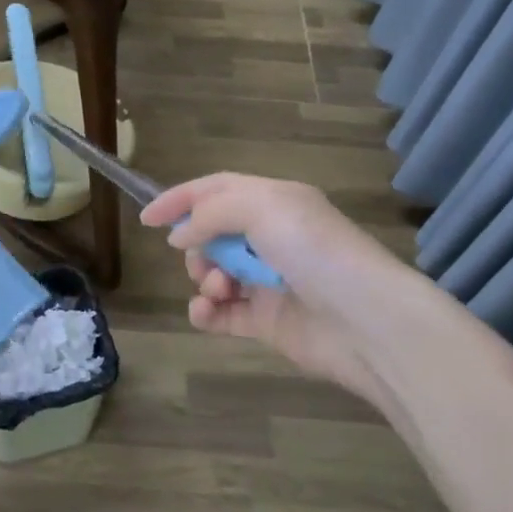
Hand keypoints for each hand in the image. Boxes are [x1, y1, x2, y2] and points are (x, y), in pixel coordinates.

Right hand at [141, 174, 395, 396]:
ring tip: (217, 289)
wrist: (365, 321)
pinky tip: (205, 313)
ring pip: (214, 273)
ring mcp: (268, 281)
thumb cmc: (314, 251)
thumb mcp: (263, 208)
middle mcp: (271, 238)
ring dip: (204, 278)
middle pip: (212, 234)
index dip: (181, 199)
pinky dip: (206, 312)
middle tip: (203, 260)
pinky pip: (222, 314)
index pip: (218, 190)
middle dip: (196, 246)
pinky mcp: (266, 321)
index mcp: (275, 202)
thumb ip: (212, 213)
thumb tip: (179, 235)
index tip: (147, 218)